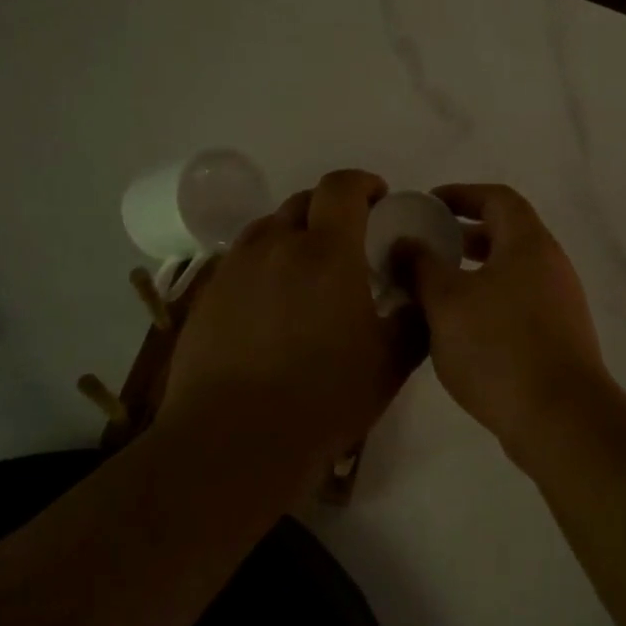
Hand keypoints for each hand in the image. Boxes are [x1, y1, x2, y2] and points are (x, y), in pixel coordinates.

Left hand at [158, 170, 424, 478]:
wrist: (235, 441)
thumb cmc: (324, 398)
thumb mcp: (391, 362)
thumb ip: (414, 319)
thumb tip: (417, 293)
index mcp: (327, 252)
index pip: (342, 187)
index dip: (363, 183)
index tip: (379, 200)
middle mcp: (276, 246)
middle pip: (303, 202)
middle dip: (331, 209)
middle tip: (349, 243)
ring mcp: (235, 269)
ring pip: (269, 229)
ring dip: (294, 234)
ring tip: (308, 272)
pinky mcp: (207, 297)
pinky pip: (242, 261)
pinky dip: (265, 265)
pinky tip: (273, 306)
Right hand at [402, 184, 615, 455]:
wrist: (560, 419)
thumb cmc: (499, 348)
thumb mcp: (447, 302)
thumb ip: (421, 266)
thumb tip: (405, 242)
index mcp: (529, 244)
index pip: (497, 199)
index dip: (462, 194)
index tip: (427, 205)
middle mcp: (550, 266)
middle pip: (506, 235)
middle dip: (462, 237)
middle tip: (425, 249)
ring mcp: (559, 304)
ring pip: (510, 273)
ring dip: (473, 274)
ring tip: (433, 292)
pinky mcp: (558, 338)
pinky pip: (517, 304)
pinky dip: (487, 303)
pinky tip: (458, 331)